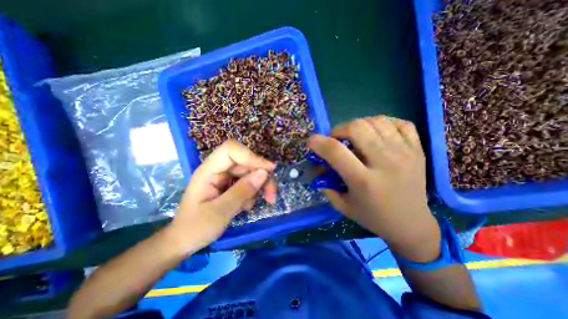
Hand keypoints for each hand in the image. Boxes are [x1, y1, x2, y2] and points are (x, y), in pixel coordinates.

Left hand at [166, 141, 278, 255]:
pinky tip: (245, 207)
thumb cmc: (195, 228)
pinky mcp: (230, 185)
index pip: (231, 150)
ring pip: (250, 173)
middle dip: (261, 176)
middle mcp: (218, 170)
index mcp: (208, 171)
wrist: (184, 242)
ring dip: (259, 187)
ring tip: (254, 205)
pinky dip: (252, 193)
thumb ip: (241, 191)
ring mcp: (224, 178)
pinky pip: (248, 183)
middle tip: (271, 195)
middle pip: (246, 162)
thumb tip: (264, 173)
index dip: (251, 156)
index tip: (269, 170)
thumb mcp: (220, 213)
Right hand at [309, 115, 440, 261]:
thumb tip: (318, 164)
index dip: (318, 142)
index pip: (336, 151)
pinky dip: (383, 123)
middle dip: (339, 129)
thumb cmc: (372, 217)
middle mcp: (386, 163)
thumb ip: (326, 183)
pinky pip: (400, 123)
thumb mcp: (342, 205)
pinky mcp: (418, 150)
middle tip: (336, 139)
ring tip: (355, 136)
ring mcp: (406, 153)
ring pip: (377, 121)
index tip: (312, 142)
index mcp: (364, 181)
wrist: (411, 224)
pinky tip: (376, 132)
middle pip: (357, 127)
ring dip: (358, 125)